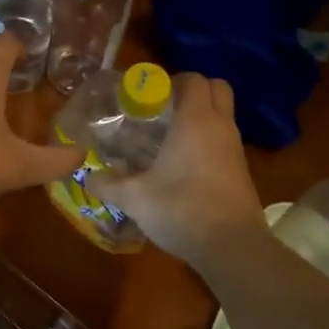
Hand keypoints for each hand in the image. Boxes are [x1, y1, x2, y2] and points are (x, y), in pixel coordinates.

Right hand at [86, 72, 265, 267]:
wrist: (233, 248)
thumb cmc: (182, 209)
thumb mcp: (135, 198)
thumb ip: (108, 184)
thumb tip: (86, 176)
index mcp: (196, 120)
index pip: (194, 79)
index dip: (172, 81)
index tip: (149, 96)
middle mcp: (220, 126)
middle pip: (216, 88)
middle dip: (193, 91)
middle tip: (164, 108)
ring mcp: (235, 149)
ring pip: (222, 115)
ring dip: (201, 117)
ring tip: (168, 137)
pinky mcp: (241, 171)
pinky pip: (224, 140)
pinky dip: (208, 140)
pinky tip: (184, 164)